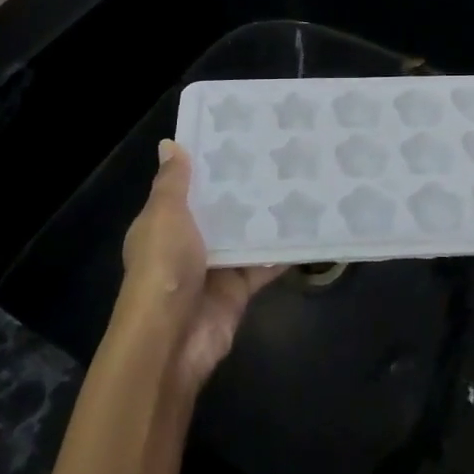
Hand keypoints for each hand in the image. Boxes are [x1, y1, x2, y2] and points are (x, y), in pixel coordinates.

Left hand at [118, 140, 282, 393]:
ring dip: (266, 216)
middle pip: (220, 209)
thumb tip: (170, 143)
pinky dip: (283, 250)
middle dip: (244, 186)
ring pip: (245, 235)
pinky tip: (309, 225)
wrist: (171, 340)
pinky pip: (264, 265)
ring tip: (299, 179)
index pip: (187, 186)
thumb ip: (173, 182)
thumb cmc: (164, 268)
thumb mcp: (164, 216)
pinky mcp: (239, 290)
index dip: (208, 163)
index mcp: (164, 223)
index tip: (238, 133)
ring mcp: (215, 268)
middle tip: (279, 151)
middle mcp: (188, 242)